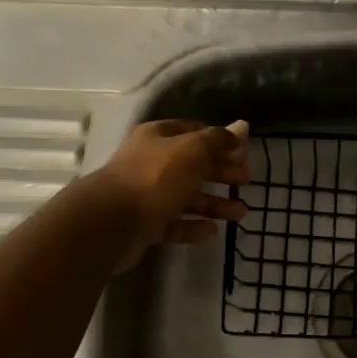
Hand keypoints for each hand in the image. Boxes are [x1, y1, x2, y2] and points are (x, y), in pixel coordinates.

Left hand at [89, 119, 251, 269]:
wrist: (111, 222)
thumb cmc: (155, 177)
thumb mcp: (193, 151)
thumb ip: (219, 140)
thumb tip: (243, 126)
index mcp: (159, 137)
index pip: (194, 132)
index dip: (220, 141)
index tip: (242, 153)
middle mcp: (151, 162)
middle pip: (193, 165)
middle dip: (221, 173)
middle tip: (246, 181)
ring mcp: (146, 194)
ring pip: (186, 197)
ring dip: (214, 203)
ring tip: (240, 214)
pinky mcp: (144, 224)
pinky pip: (174, 223)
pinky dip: (193, 226)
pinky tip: (212, 232)